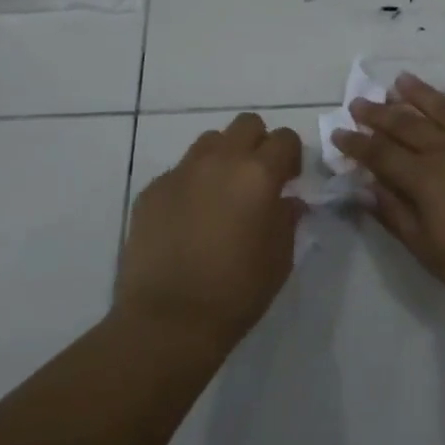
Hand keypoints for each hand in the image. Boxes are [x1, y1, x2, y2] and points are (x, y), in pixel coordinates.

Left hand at [117, 113, 303, 349]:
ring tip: (221, 194)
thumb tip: (287, 201)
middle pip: (246, 124)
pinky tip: (189, 218)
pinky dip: (191, 184)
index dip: (291, 156)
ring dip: (223, 157)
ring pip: (209, 142)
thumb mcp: (280, 258)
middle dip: (258, 144)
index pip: (284, 138)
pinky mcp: (152, 189)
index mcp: (258, 174)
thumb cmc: (237, 291)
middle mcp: (219, 161)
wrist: (169, 319)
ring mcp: (181, 172)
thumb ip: (287, 219)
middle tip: (257, 179)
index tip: (289, 181)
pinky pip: (179, 171)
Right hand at [333, 55, 444, 316]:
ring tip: (401, 79)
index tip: (339, 132)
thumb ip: (396, 216)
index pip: (381, 155)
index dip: (357, 144)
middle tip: (361, 101)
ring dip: (422, 94)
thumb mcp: (431, 253)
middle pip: (409, 126)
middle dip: (381, 114)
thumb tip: (366, 187)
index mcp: (425, 179)